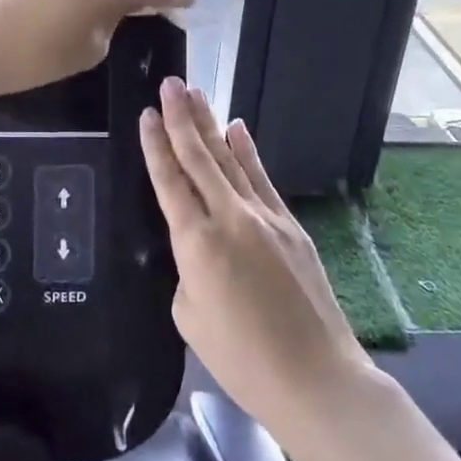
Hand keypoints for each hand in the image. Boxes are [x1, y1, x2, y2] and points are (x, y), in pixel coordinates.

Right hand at [141, 78, 371, 442]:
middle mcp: (229, 217)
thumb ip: (187, 270)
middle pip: (199, 157)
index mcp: (196, 243)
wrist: (315, 377)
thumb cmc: (241, 359)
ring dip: (210, 124)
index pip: (169, 181)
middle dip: (180, 118)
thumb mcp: (190, 317)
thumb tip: (199, 248)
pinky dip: (247, 151)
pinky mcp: (290, 225)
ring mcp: (264, 217)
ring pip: (230, 159)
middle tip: (169, 83)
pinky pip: (261, 178)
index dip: (155, 145)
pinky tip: (237, 128)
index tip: (145, 114)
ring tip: (194, 93)